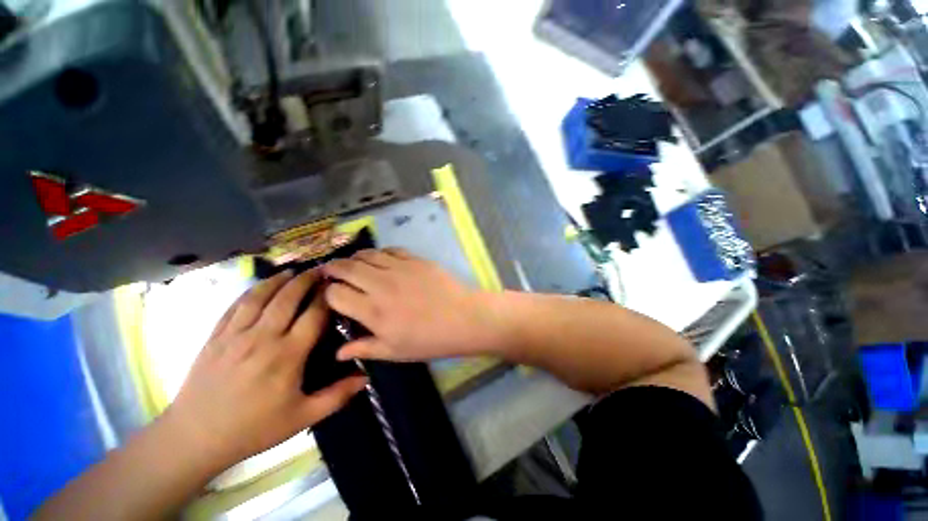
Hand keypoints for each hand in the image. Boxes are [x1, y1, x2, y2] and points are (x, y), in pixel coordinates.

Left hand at [165, 269, 366, 470]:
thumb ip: (337, 396)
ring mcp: (235, 335)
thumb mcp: (302, 418)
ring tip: (292, 271)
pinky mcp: (215, 337)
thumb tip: (366, 377)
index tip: (337, 285)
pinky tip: (260, 286)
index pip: (314, 315)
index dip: (327, 297)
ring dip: (278, 280)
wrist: (195, 438)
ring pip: (260, 296)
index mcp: (287, 355)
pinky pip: (235, 306)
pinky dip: (250, 291)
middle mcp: (263, 338)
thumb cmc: (254, 428)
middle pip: (288, 298)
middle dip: (306, 280)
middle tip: (319, 270)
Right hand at [322, 249, 506, 361]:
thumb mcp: (395, 352)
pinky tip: (380, 259)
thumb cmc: (430, 340)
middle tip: (331, 272)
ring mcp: (399, 268)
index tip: (330, 295)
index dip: (328, 293)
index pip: (335, 294)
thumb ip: (365, 348)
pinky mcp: (415, 259)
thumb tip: (338, 352)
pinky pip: (390, 250)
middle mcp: (381, 285)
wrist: (464, 319)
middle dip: (333, 268)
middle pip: (346, 268)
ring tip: (353, 264)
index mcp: (373, 311)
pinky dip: (379, 253)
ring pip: (366, 255)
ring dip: (354, 258)